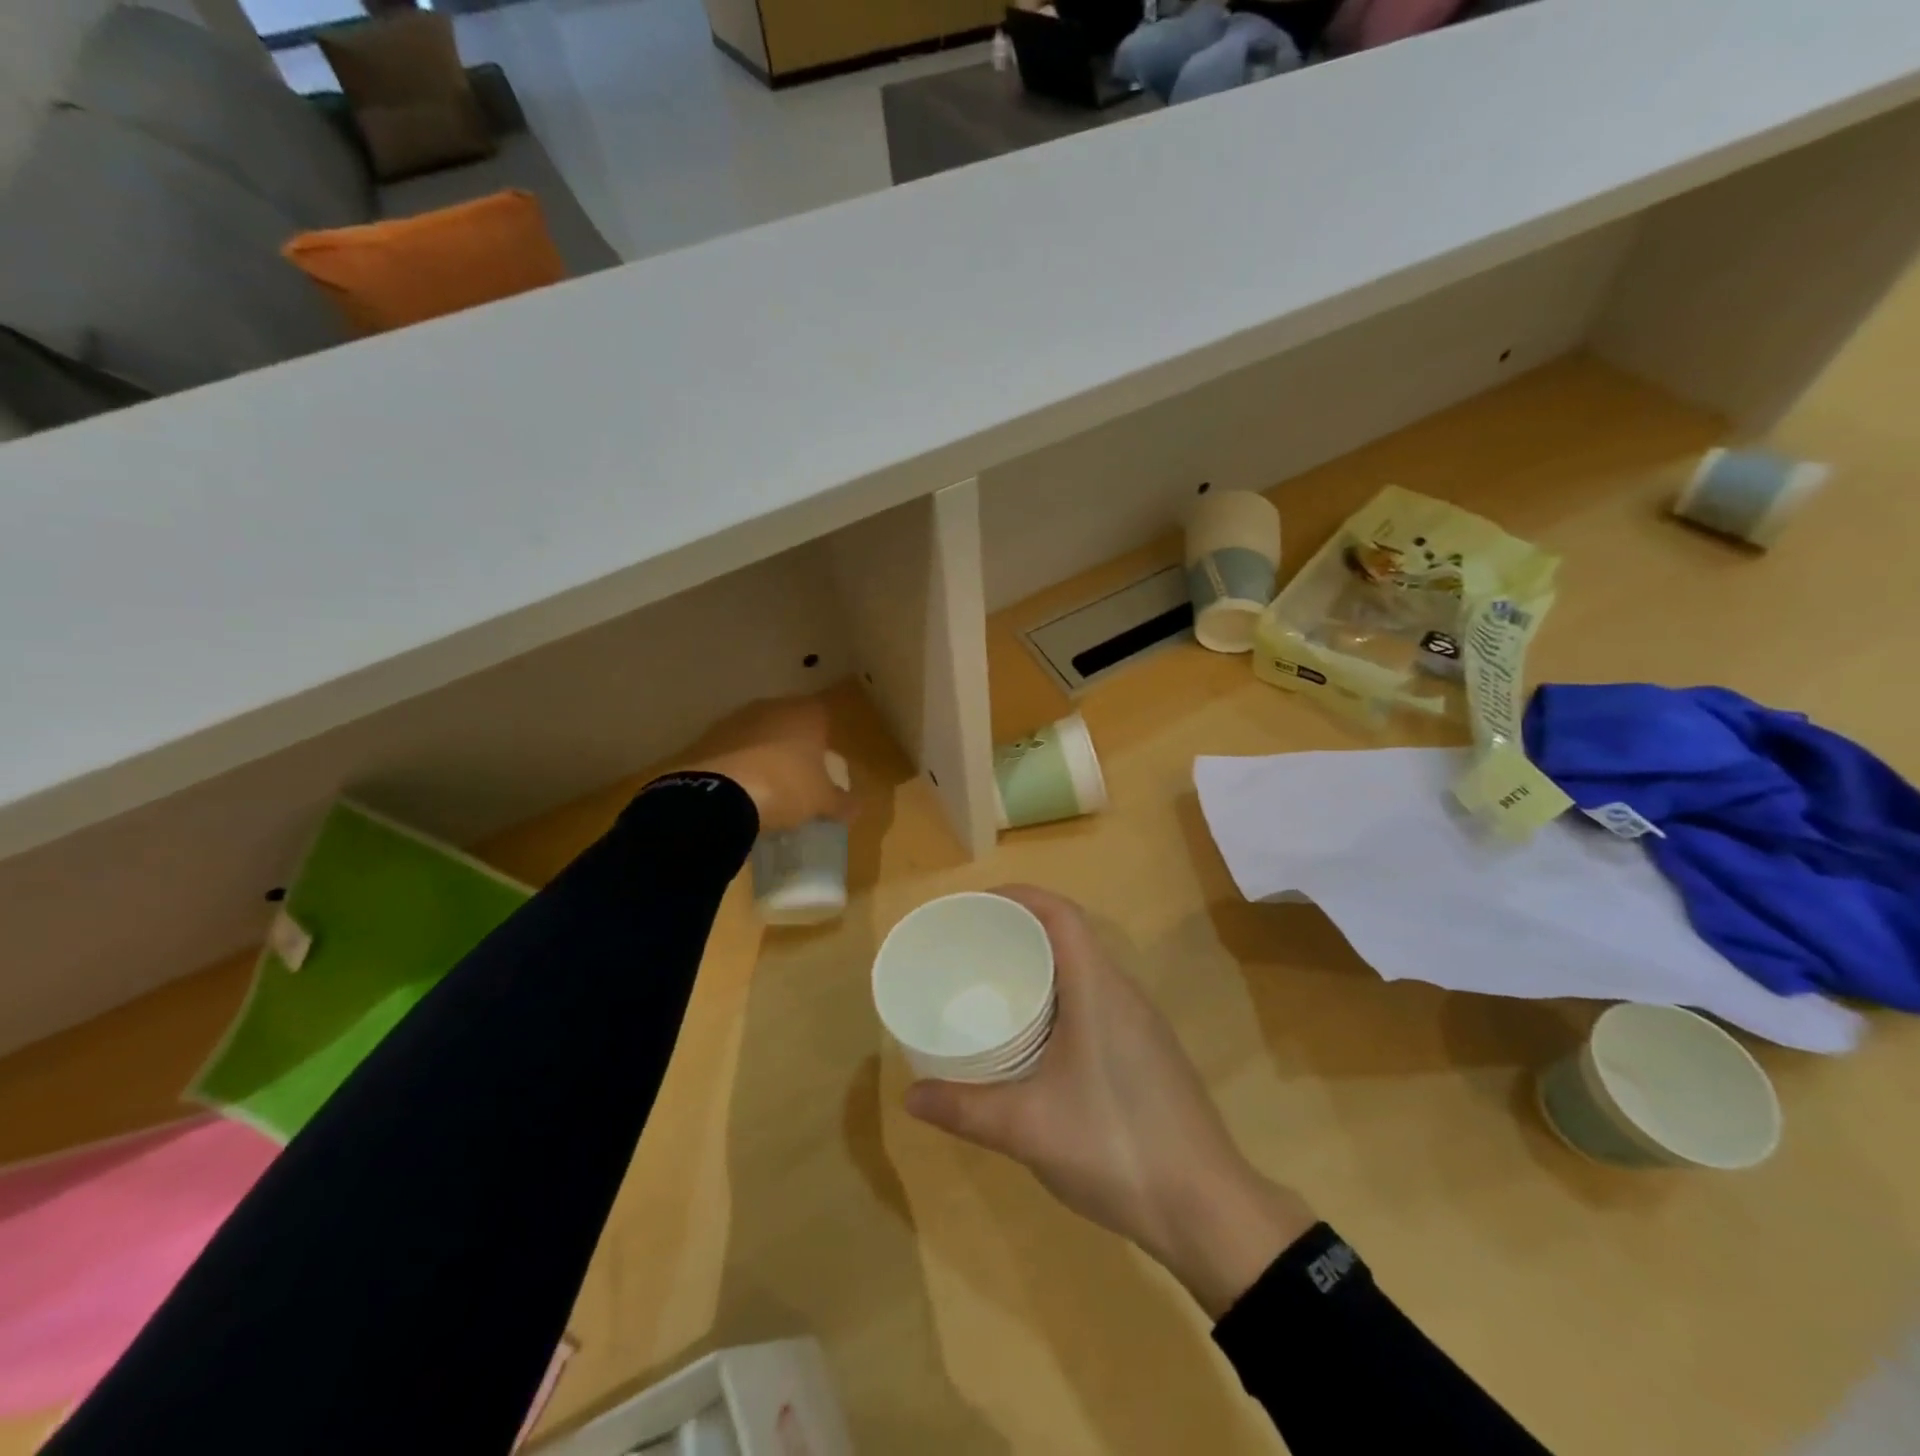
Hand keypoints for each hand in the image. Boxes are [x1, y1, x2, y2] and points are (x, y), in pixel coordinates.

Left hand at [684, 697, 853, 834]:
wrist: (722, 795)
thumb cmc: (787, 788)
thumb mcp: (822, 802)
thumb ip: (842, 802)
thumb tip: (855, 807)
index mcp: (807, 714)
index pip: (823, 715)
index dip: (824, 739)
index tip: (822, 764)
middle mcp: (772, 707)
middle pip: (788, 722)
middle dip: (791, 744)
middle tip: (795, 776)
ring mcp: (736, 720)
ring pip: (756, 733)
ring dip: (760, 752)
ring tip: (764, 786)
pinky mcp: (706, 737)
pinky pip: (730, 749)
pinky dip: (735, 764)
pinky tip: (737, 789)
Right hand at [906, 885, 1316, 1318]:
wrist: (1207, 1207)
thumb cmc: (1114, 1146)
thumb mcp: (1026, 1128)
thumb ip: (964, 1108)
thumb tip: (910, 1096)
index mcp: (1099, 988)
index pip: (1061, 914)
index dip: (1019, 896)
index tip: (975, 906)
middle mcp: (1124, 993)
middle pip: (1071, 936)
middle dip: (1021, 931)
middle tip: (972, 949)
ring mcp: (1142, 1023)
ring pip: (1086, 971)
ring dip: (1043, 967)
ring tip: (997, 987)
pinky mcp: (1149, 1052)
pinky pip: (1098, 1001)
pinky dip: (1062, 999)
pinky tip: (1038, 1039)